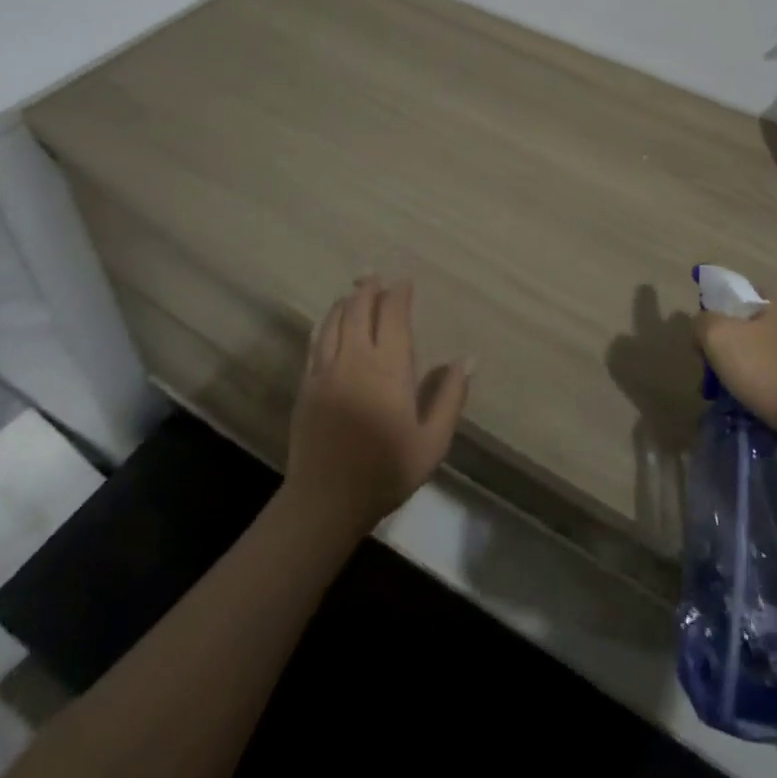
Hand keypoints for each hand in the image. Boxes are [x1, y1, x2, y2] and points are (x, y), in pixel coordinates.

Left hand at [284, 277, 470, 539]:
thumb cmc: (386, 471)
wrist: (325, 502)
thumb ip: (450, 396)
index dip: (399, 295)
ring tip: (354, 291)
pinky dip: (326, 323)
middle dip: (368, 288)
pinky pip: (316, 341)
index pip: (393, 315)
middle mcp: (356, 358)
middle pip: (360, 309)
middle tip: (374, 275)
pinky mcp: (307, 385)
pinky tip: (330, 322)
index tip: (405, 284)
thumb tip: (469, 358)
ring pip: (334, 321)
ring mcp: (327, 370)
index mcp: (389, 367)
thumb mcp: (432, 442)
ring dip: (346, 302)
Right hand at [694, 298, 776, 458]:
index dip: (714, 315)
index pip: (736, 296)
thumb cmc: (769, 372)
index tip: (704, 343)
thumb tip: (703, 327)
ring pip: (760, 357)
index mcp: (776, 302)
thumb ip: (702, 323)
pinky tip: (753, 408)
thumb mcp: (719, 337)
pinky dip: (762, 391)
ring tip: (729, 399)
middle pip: (746, 329)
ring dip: (742, 374)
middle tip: (711, 377)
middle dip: (725, 352)